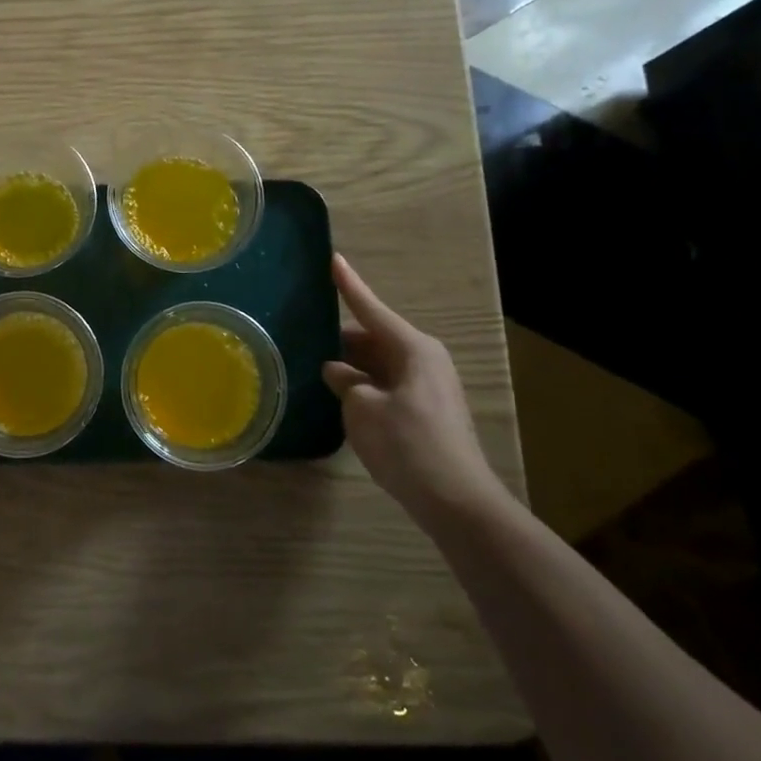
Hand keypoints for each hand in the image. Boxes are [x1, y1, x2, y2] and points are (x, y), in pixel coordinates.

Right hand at [322, 254, 501, 520]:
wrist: (456, 501)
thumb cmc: (407, 445)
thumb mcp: (363, 409)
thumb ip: (345, 382)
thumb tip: (337, 371)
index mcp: (412, 349)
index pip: (371, 309)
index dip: (348, 285)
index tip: (333, 258)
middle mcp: (424, 360)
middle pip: (374, 338)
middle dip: (341, 339)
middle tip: (305, 334)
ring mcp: (427, 386)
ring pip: (379, 364)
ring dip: (351, 366)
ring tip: (313, 364)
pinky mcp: (425, 411)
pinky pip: (386, 385)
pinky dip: (363, 386)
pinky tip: (339, 395)